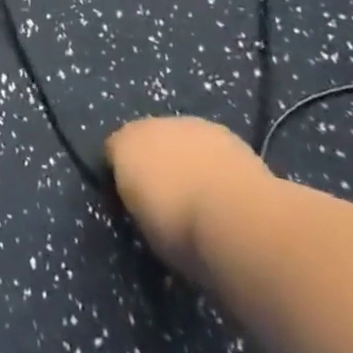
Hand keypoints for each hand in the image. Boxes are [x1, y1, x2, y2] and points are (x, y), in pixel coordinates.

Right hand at [105, 116, 266, 275]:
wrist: (238, 217)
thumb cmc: (180, 227)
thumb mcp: (145, 224)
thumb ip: (139, 201)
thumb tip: (145, 200)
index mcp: (123, 145)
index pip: (114, 151)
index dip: (123, 174)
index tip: (135, 200)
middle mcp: (151, 125)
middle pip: (149, 140)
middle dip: (156, 162)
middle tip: (169, 197)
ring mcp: (191, 125)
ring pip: (181, 140)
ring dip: (187, 159)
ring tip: (203, 195)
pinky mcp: (226, 133)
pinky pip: (211, 147)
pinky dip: (214, 162)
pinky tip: (227, 189)